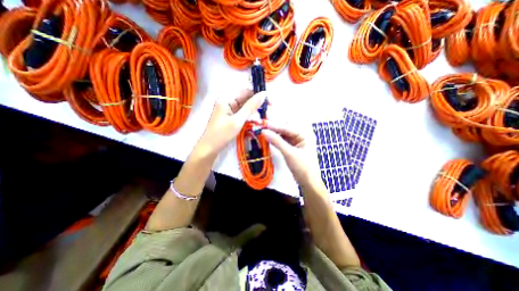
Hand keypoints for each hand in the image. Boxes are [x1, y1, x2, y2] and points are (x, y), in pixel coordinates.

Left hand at [197, 90, 264, 156]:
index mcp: (226, 98)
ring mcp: (228, 109)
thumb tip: (263, 94)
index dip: (259, 95)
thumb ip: (251, 107)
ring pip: (245, 106)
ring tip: (265, 117)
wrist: (210, 149)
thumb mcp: (238, 120)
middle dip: (258, 104)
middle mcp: (227, 101)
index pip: (246, 91)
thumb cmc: (222, 134)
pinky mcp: (230, 116)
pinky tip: (256, 121)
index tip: (271, 103)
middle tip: (269, 112)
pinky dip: (249, 116)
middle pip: (246, 98)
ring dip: (255, 111)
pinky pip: (242, 113)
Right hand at [262, 123, 318, 185]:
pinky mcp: (292, 147)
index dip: (275, 125)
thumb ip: (277, 141)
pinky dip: (276, 139)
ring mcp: (297, 141)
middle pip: (286, 128)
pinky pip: (283, 140)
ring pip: (283, 134)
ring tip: (264, 131)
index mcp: (305, 135)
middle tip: (263, 126)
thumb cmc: (302, 167)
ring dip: (274, 133)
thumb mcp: (289, 153)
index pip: (288, 127)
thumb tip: (264, 132)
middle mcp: (301, 135)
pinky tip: (269, 138)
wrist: (308, 182)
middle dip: (275, 127)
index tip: (264, 124)